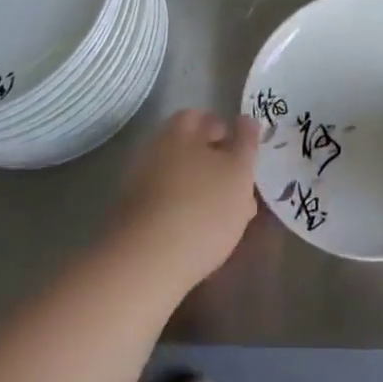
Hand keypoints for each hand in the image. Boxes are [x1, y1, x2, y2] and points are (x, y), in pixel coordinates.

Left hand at [112, 109, 259, 292]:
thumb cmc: (203, 207)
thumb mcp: (239, 171)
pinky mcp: (135, 216)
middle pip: (192, 149)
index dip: (228, 132)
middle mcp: (157, 149)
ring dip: (204, 191)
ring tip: (229, 218)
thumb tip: (247, 120)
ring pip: (182, 178)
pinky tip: (203, 234)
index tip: (246, 155)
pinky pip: (169, 204)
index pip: (205, 118)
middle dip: (218, 164)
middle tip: (241, 188)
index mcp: (181, 130)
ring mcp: (142, 183)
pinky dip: (187, 212)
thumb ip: (247, 142)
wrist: (147, 263)